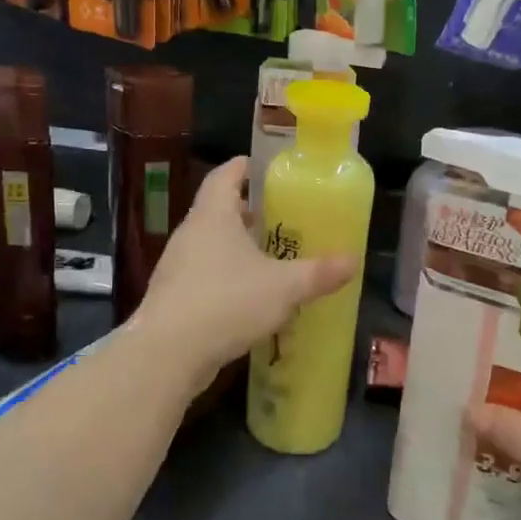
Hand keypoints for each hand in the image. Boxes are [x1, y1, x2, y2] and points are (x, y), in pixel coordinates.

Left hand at [134, 158, 356, 388]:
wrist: (167, 353)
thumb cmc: (227, 302)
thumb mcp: (283, 287)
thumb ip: (318, 273)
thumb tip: (353, 261)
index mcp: (212, 215)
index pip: (224, 175)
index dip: (243, 167)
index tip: (263, 166)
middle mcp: (190, 233)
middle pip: (217, 209)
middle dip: (246, 211)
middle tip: (277, 216)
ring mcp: (176, 265)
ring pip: (209, 244)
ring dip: (235, 246)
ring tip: (267, 256)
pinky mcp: (172, 296)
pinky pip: (202, 274)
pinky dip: (224, 276)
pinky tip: (246, 296)